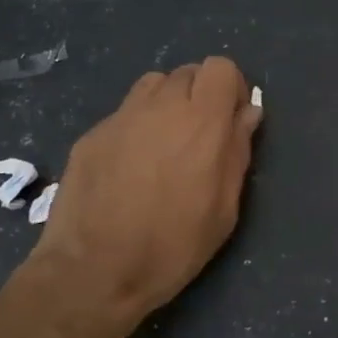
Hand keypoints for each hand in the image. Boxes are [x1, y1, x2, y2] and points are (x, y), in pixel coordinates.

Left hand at [26, 57, 261, 337]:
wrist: (95, 270)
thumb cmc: (173, 247)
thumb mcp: (224, 210)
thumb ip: (237, 153)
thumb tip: (246, 114)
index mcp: (201, 122)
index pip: (220, 67)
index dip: (230, 88)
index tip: (231, 120)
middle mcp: (160, 107)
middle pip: (187, 72)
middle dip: (200, 96)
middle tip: (199, 138)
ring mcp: (120, 118)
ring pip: (152, 86)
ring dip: (167, 104)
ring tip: (165, 145)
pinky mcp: (91, 135)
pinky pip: (123, 114)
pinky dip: (136, 127)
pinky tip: (130, 167)